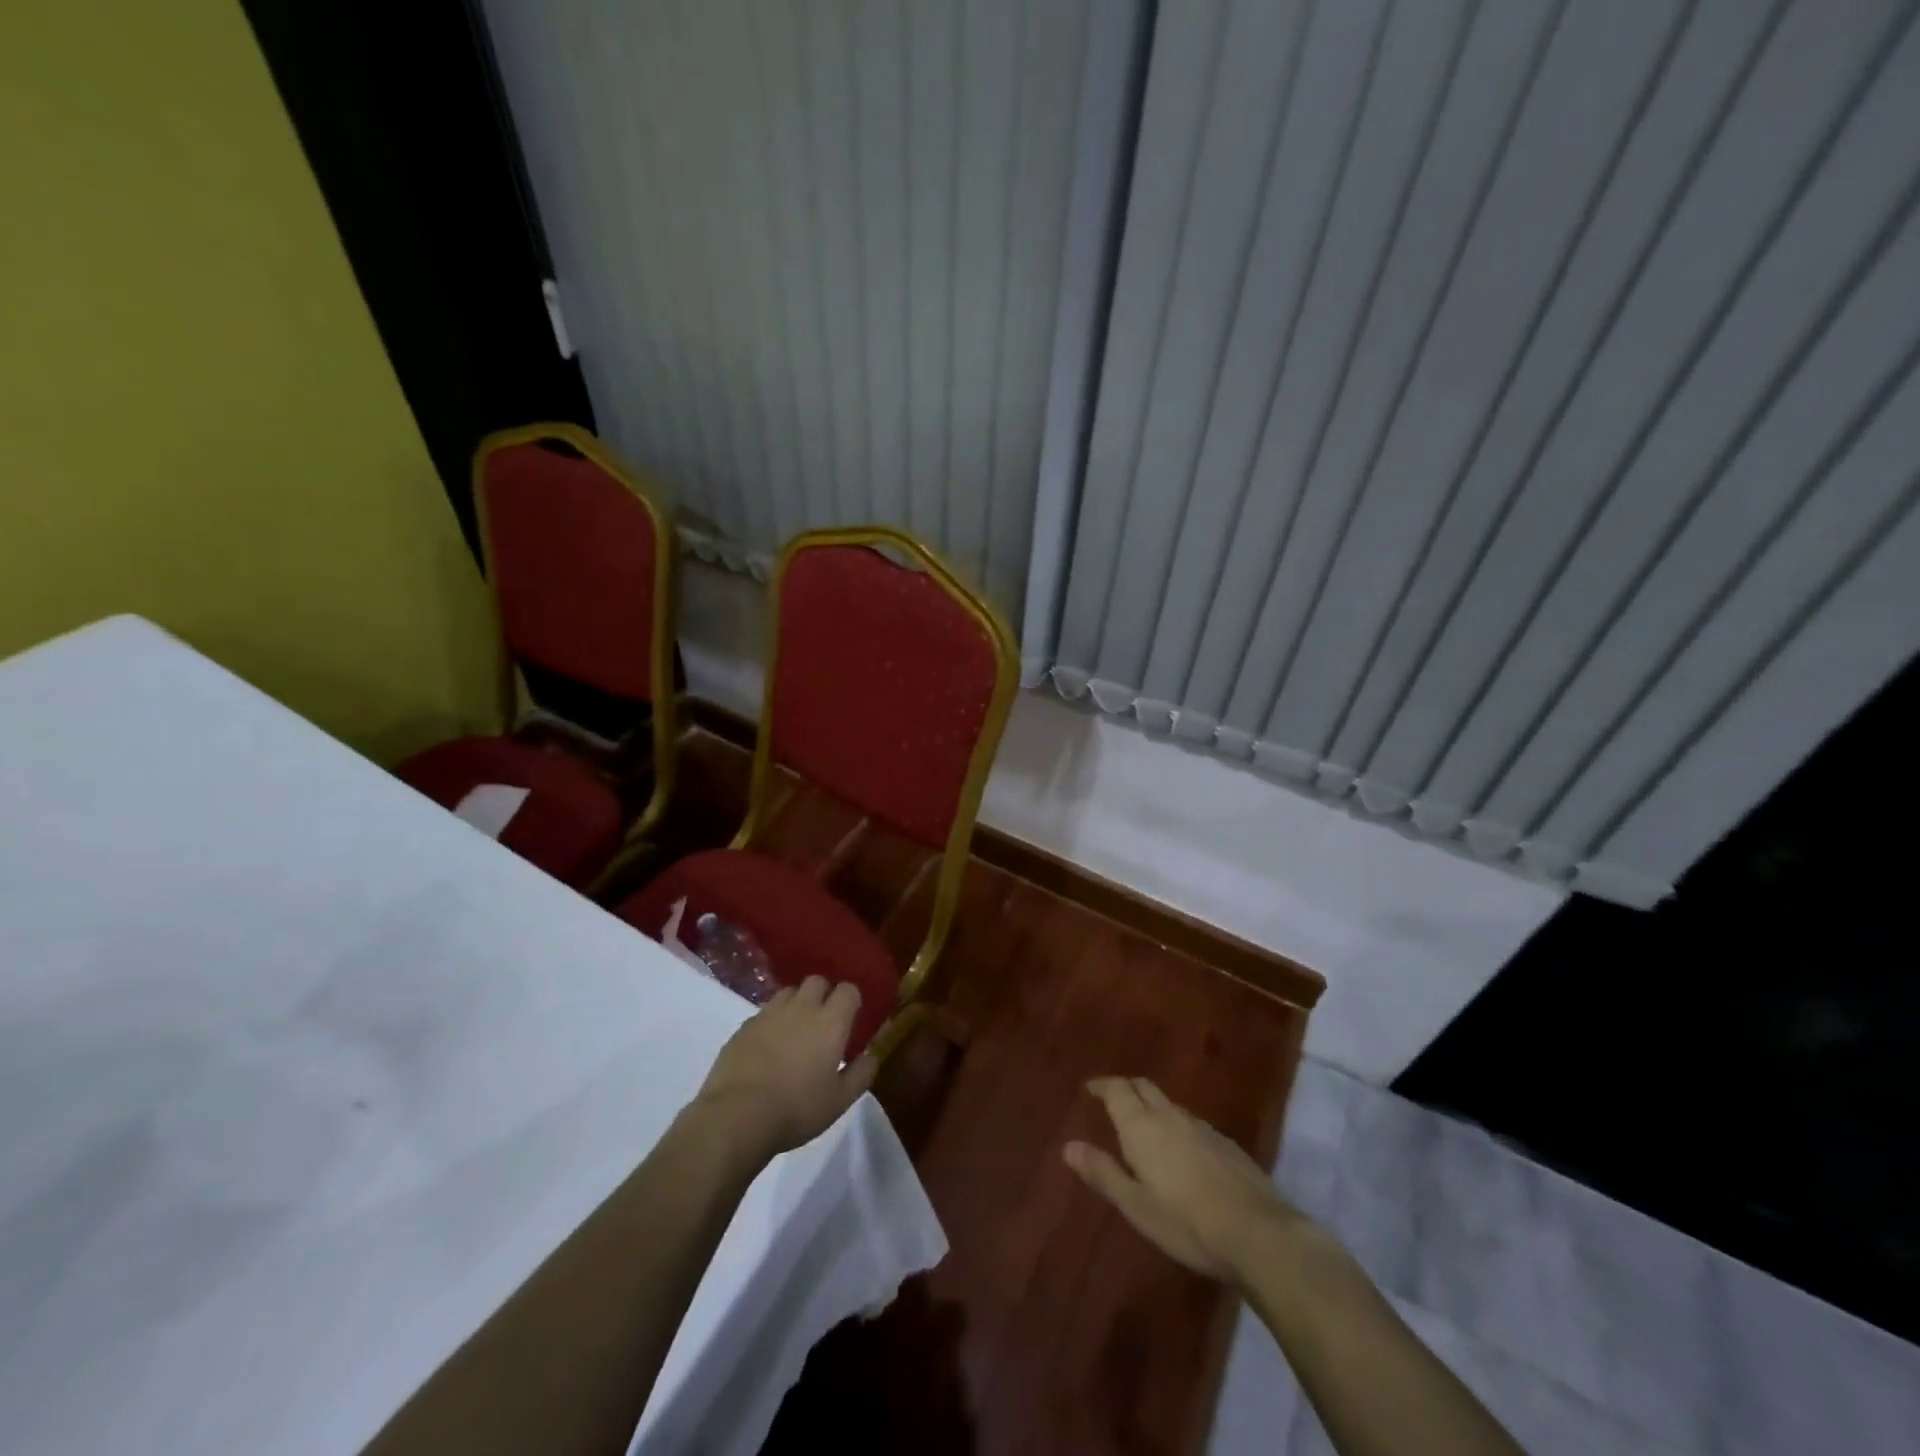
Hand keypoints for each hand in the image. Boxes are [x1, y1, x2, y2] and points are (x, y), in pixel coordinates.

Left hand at [693, 977, 876, 1161]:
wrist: (737, 1115)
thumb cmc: (797, 1109)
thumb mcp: (840, 1101)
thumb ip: (861, 1074)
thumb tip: (871, 1055)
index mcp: (831, 1022)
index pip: (848, 990)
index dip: (851, 999)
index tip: (851, 1017)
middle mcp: (801, 1008)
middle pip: (817, 981)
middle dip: (824, 993)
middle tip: (824, 1020)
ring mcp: (769, 1014)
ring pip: (788, 992)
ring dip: (796, 1003)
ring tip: (795, 1029)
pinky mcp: (744, 1026)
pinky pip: (763, 1012)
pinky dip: (771, 1022)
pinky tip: (768, 1046)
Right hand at [1064, 1076, 1301, 1282]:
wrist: (1258, 1233)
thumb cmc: (1186, 1222)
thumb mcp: (1136, 1205)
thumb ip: (1103, 1173)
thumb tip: (1069, 1146)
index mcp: (1142, 1126)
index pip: (1118, 1090)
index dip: (1102, 1085)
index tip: (1089, 1088)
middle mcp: (1170, 1116)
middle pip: (1144, 1088)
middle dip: (1126, 1088)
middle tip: (1113, 1099)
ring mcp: (1202, 1128)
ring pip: (1169, 1105)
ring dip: (1152, 1107)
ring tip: (1144, 1126)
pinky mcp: (1226, 1144)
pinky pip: (1191, 1123)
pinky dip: (1176, 1126)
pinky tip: (1181, 1152)